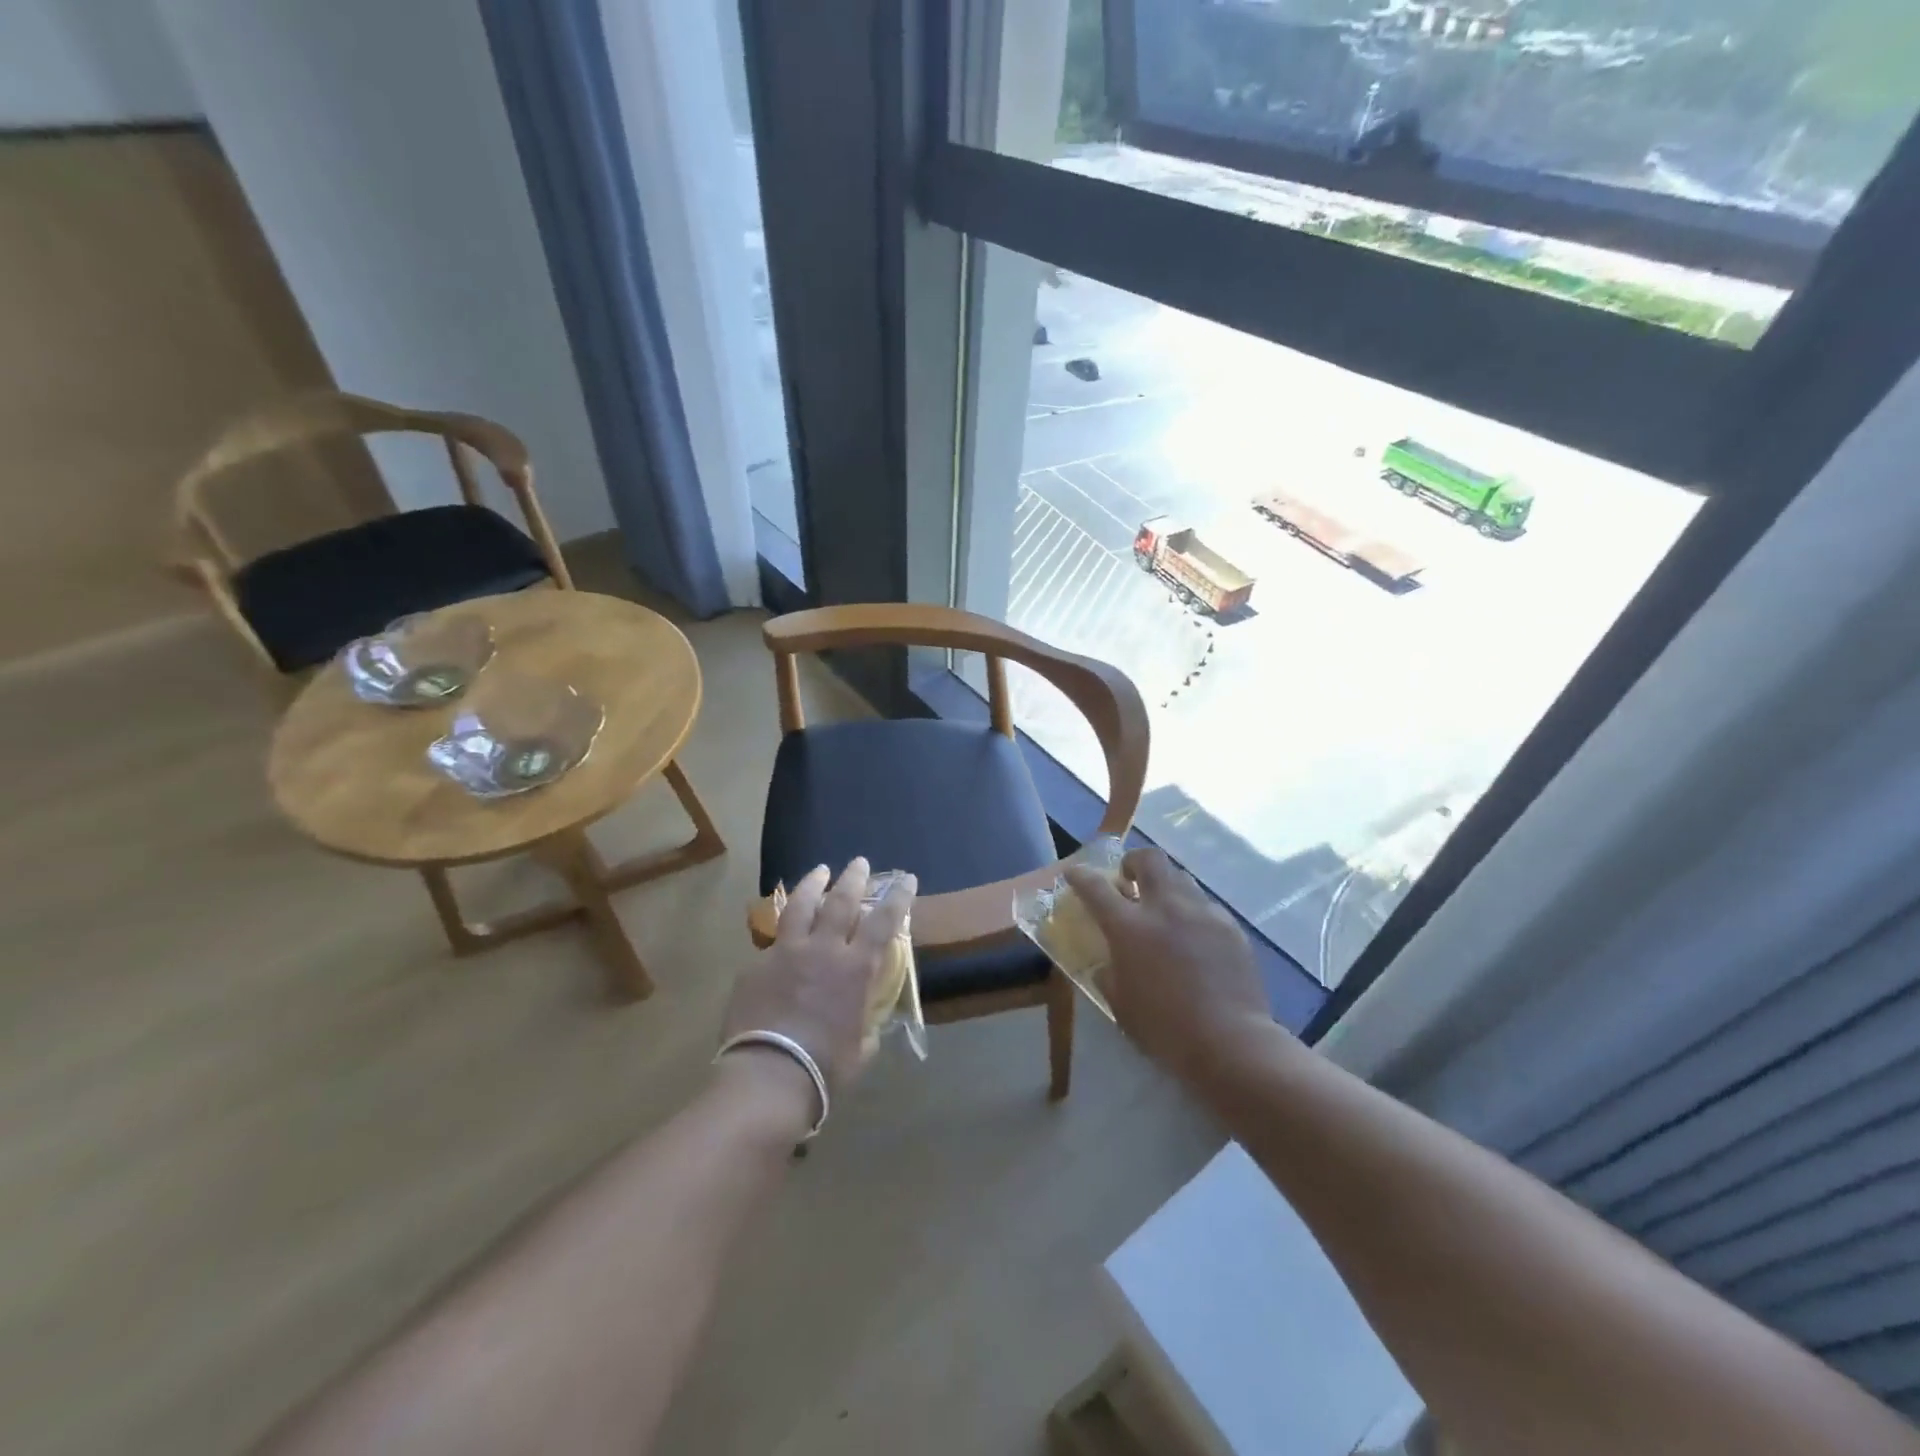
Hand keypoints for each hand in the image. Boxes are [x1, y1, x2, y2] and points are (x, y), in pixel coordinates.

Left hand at [720, 858, 915, 1095]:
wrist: (769, 1075)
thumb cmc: (825, 1068)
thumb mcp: (860, 1048)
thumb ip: (864, 1026)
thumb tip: (865, 1024)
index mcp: (855, 969)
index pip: (884, 922)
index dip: (898, 897)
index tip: (907, 878)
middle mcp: (823, 950)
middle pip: (841, 901)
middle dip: (854, 878)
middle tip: (859, 862)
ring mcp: (786, 953)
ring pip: (801, 906)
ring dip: (813, 884)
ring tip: (820, 870)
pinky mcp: (756, 965)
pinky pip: (773, 940)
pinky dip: (784, 930)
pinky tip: (783, 931)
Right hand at [1065, 847, 1278, 1085]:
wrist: (1230, 1042)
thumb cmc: (1165, 1029)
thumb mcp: (1121, 1005)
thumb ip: (1109, 975)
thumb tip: (1108, 964)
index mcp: (1129, 927)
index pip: (1095, 887)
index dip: (1081, 876)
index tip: (1075, 873)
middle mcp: (1165, 908)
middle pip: (1148, 859)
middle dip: (1133, 862)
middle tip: (1129, 879)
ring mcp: (1202, 913)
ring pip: (1181, 878)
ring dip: (1166, 887)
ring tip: (1164, 911)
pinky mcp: (1230, 927)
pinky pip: (1206, 907)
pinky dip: (1193, 914)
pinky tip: (1196, 939)